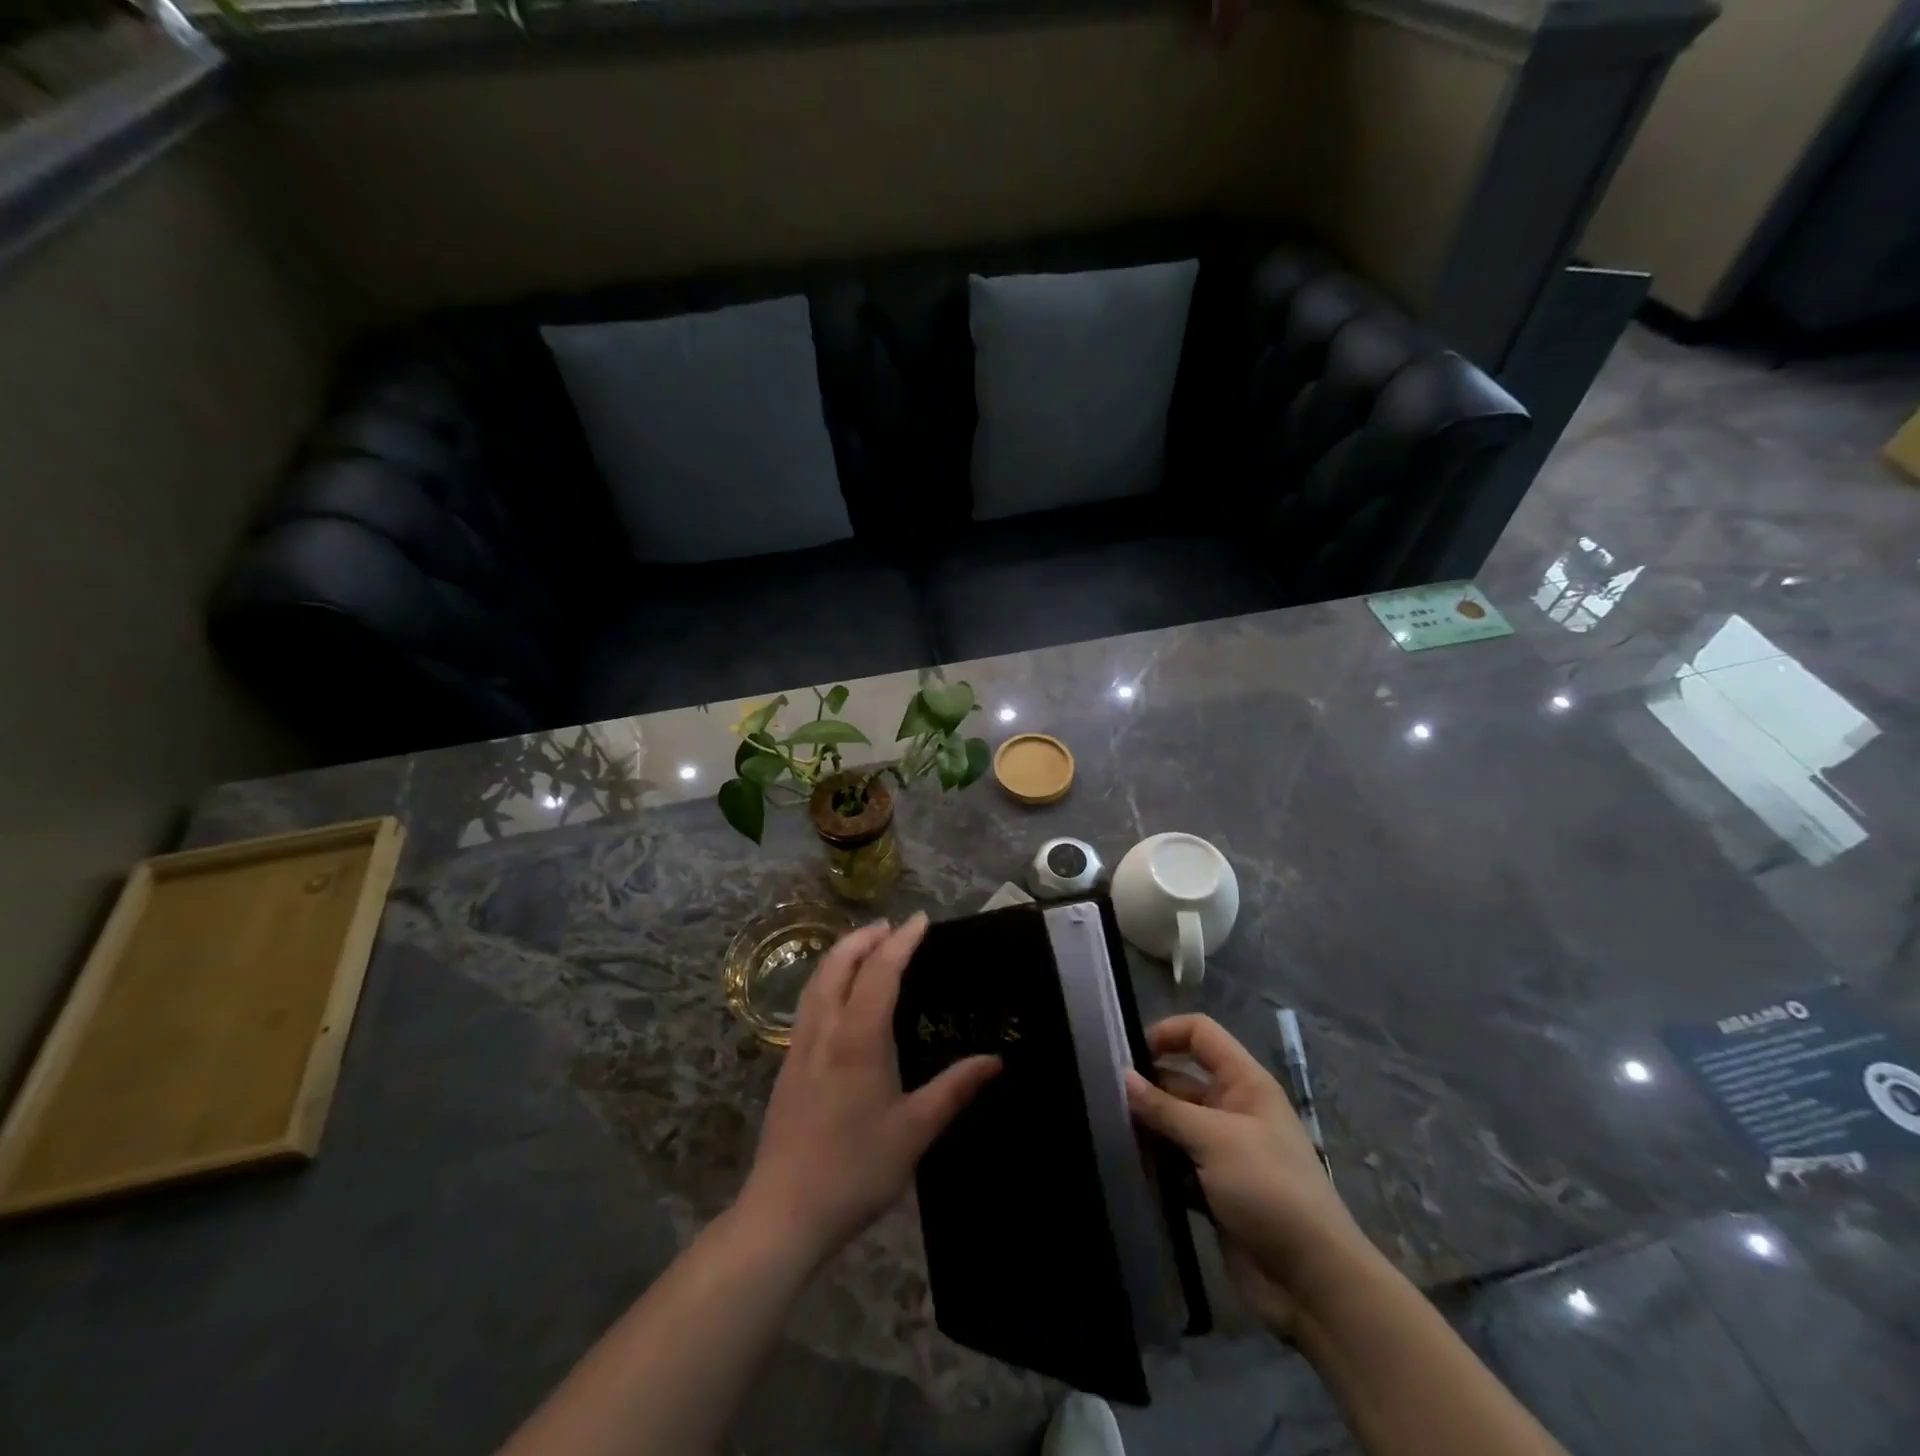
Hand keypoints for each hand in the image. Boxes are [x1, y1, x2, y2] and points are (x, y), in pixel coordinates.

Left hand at [739, 914, 1000, 1268]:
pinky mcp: (787, 1066)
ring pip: (817, 981)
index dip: (901, 942)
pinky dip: (828, 979)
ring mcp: (799, 1047)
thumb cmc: (855, 1170)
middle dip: (865, 937)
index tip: (920, 920)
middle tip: (892, 927)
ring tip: (866, 947)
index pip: (880, 972)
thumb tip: (994, 1060)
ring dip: (842, 954)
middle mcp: (825, 1031)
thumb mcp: (914, 1132)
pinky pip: (809, 1002)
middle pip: (839, 964)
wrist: (783, 1213)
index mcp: (858, 1039)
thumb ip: (954, 1090)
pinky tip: (840, 996)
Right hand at [1125, 1015, 1366, 1333]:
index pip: (1200, 1034)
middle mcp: (1233, 1109)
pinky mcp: (1213, 1190)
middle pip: (1180, 1080)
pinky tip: (1128, 1167)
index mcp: (1244, 1083)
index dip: (1166, 1034)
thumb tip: (1122, 1077)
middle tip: (1104, 1099)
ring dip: (1147, 1128)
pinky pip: (1175, 1164)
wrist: (1313, 1283)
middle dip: (1146, 1087)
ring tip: (1109, 1132)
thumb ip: (1165, 1108)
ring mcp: (1223, 1152)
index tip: (1128, 1055)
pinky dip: (1156, 1164)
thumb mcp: (1214, 1139)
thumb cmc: (1269, 1190)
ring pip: (1174, 1125)